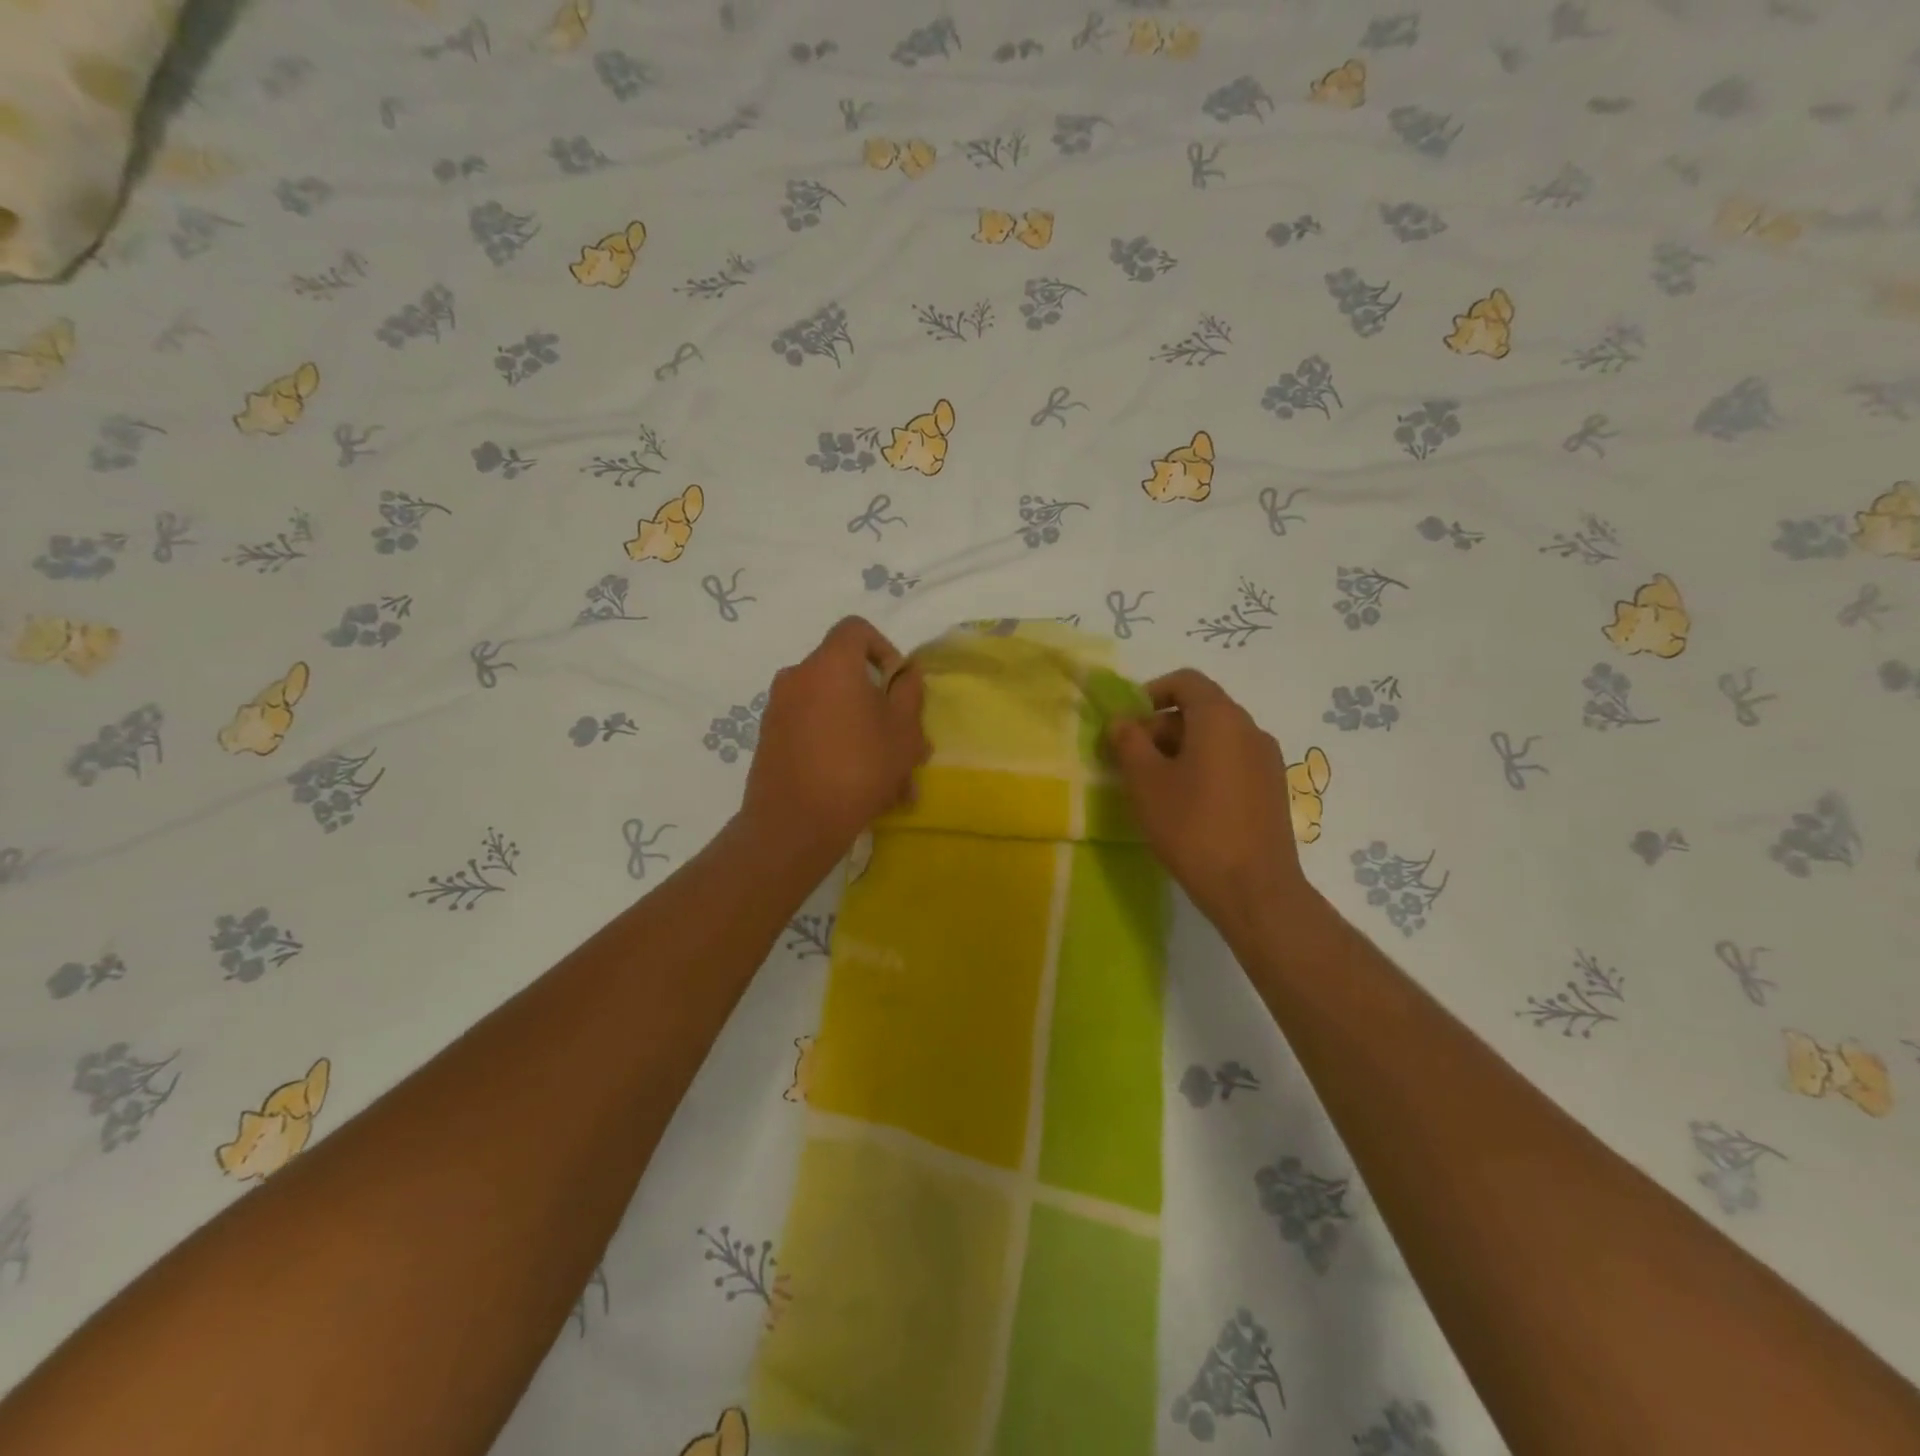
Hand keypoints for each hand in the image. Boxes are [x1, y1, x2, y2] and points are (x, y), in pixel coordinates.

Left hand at [739, 617, 928, 870]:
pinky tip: (858, 788)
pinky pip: (813, 731)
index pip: (856, 629)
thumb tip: (904, 674)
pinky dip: (836, 747)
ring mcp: (778, 709)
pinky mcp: (769, 740)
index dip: (884, 649)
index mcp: (830, 663)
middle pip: (845, 675)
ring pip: (832, 710)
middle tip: (903, 743)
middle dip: (878, 705)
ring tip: (889, 780)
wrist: (794, 824)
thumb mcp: (904, 731)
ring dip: (862, 734)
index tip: (898, 686)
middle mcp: (797, 676)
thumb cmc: (858, 768)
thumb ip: (909, 693)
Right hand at [1108, 669, 1310, 941]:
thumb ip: (1128, 741)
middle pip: (1201, 709)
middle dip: (1161, 727)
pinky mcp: (1273, 789)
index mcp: (1220, 718)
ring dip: (1182, 750)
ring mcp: (1267, 760)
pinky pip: (1232, 762)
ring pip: (1217, 738)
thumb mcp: (1146, 782)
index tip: (1127, 725)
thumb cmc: (1192, 826)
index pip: (1186, 681)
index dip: (1150, 693)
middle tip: (1133, 762)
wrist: (1253, 888)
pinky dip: (1206, 768)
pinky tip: (1189, 806)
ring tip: (1157, 788)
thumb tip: (1122, 720)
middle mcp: (1250, 729)